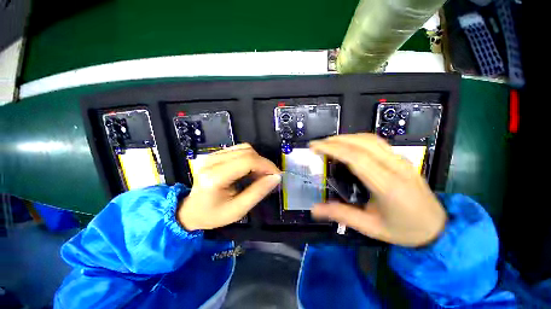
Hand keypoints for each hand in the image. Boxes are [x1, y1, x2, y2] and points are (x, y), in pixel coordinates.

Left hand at [178, 143, 280, 230]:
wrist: (191, 211)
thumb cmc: (213, 215)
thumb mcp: (238, 210)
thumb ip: (258, 192)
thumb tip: (276, 177)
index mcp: (215, 177)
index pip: (248, 161)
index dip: (266, 165)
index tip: (277, 175)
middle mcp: (212, 161)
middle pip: (247, 152)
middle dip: (263, 163)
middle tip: (269, 177)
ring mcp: (212, 155)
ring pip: (244, 148)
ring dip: (257, 160)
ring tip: (259, 174)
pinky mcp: (214, 154)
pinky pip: (238, 149)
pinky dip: (249, 157)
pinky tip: (250, 169)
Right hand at [309, 134, 446, 246]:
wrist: (438, 228)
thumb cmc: (403, 230)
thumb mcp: (370, 228)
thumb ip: (341, 215)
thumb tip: (314, 209)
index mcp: (387, 185)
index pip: (355, 158)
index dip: (332, 149)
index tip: (315, 147)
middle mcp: (395, 167)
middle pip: (361, 144)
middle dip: (335, 140)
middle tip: (317, 144)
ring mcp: (400, 160)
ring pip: (369, 139)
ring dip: (346, 137)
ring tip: (328, 143)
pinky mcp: (401, 158)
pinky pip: (376, 141)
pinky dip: (357, 139)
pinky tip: (347, 144)